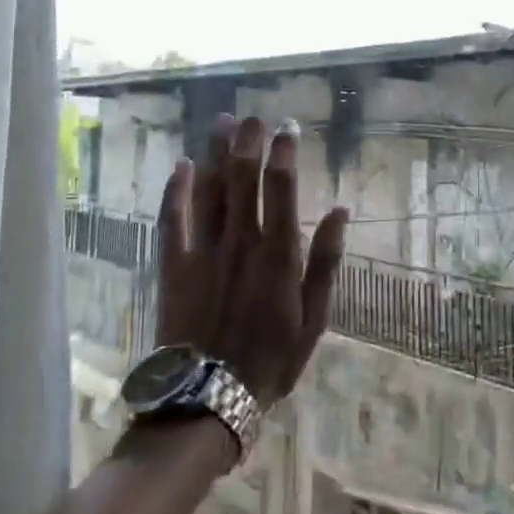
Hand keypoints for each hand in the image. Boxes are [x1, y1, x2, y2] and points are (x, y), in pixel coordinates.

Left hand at [154, 114, 349, 404]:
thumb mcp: (315, 317)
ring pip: (211, 190)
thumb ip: (326, 261)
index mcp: (278, 253)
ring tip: (224, 122)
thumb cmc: (272, 359)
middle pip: (244, 178)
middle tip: (253, 116)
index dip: (285, 153)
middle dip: (249, 142)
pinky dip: (177, 190)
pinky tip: (182, 165)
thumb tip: (340, 210)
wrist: (209, 397)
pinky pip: (173, 219)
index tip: (288, 128)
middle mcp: (241, 242)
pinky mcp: (174, 265)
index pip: (282, 188)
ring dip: (218, 153)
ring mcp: (204, 251)